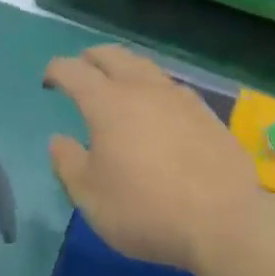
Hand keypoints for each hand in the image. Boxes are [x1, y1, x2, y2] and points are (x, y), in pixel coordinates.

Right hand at [45, 46, 260, 272]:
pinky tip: (157, 107)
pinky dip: (153, 87)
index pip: (74, 71)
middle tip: (82, 68)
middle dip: (91, 57)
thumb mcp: (91, 198)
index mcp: (107, 103)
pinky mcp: (205, 112)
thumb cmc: (147, 210)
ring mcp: (178, 96)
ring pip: (145, 66)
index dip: (57, 70)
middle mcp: (142, 88)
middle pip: (112, 55)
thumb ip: (68, 164)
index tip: (49, 80)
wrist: (225, 220)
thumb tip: (58, 141)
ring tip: (119, 81)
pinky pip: (171, 86)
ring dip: (125, 67)